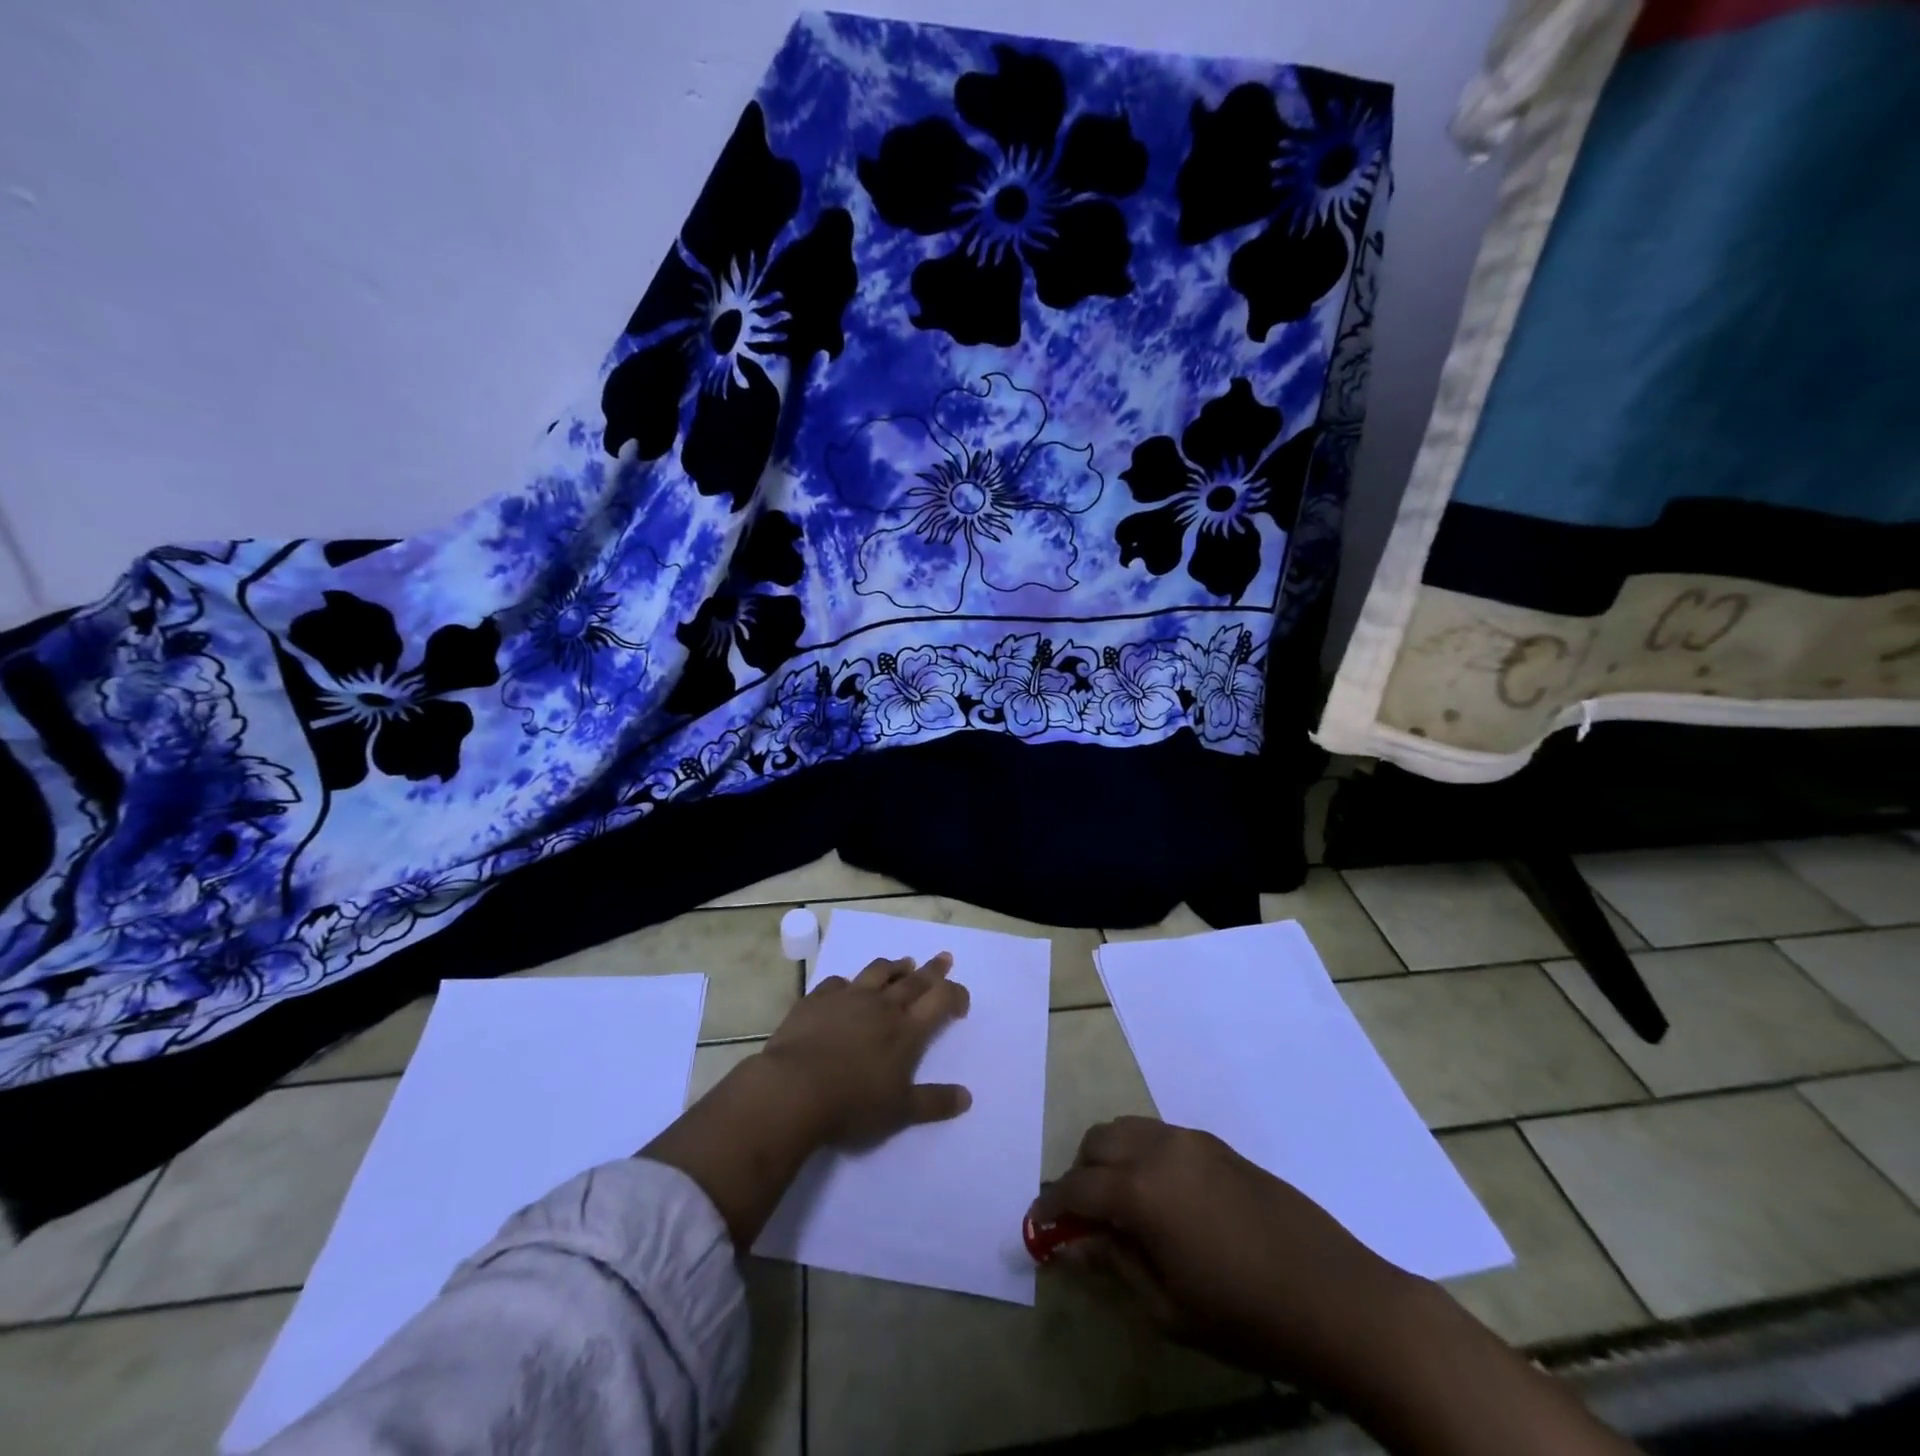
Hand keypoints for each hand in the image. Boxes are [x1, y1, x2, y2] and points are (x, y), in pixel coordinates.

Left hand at [643, 950, 972, 1247]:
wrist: (794, 1090)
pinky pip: (838, 982)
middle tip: (944, 957)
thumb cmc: (852, 1105)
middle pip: (914, 980)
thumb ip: (934, 1103)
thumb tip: (967, 1097)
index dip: (955, 994)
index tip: (961, 1001)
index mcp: (907, 1031)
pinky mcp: (817, 999)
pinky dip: (849, 983)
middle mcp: (882, 1006)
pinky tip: (847, 987)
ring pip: (878, 972)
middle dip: (933, 969)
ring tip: (904, 963)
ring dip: (895, 966)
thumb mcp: (900, 1113)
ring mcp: (848, 998)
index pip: (940, 1000)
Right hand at [1033, 1119, 1637, 1455]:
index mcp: (1141, 1189)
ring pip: (1129, 1129)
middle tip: (1083, 1220)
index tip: (1038, 1228)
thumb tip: (1072, 1242)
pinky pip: (1162, 1136)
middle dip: (1080, 1175)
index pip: (1076, 1186)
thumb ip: (1113, 1263)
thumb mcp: (1167, 1306)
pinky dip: (1143, 1156)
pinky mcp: (1220, 1145)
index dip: (1051, 1207)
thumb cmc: (1245, 1316)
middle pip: (1097, 1142)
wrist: (1338, 1299)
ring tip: (1121, 1207)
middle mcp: (1161, 1148)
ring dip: (1111, 1159)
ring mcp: (1193, 1141)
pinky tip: (1162, 1200)